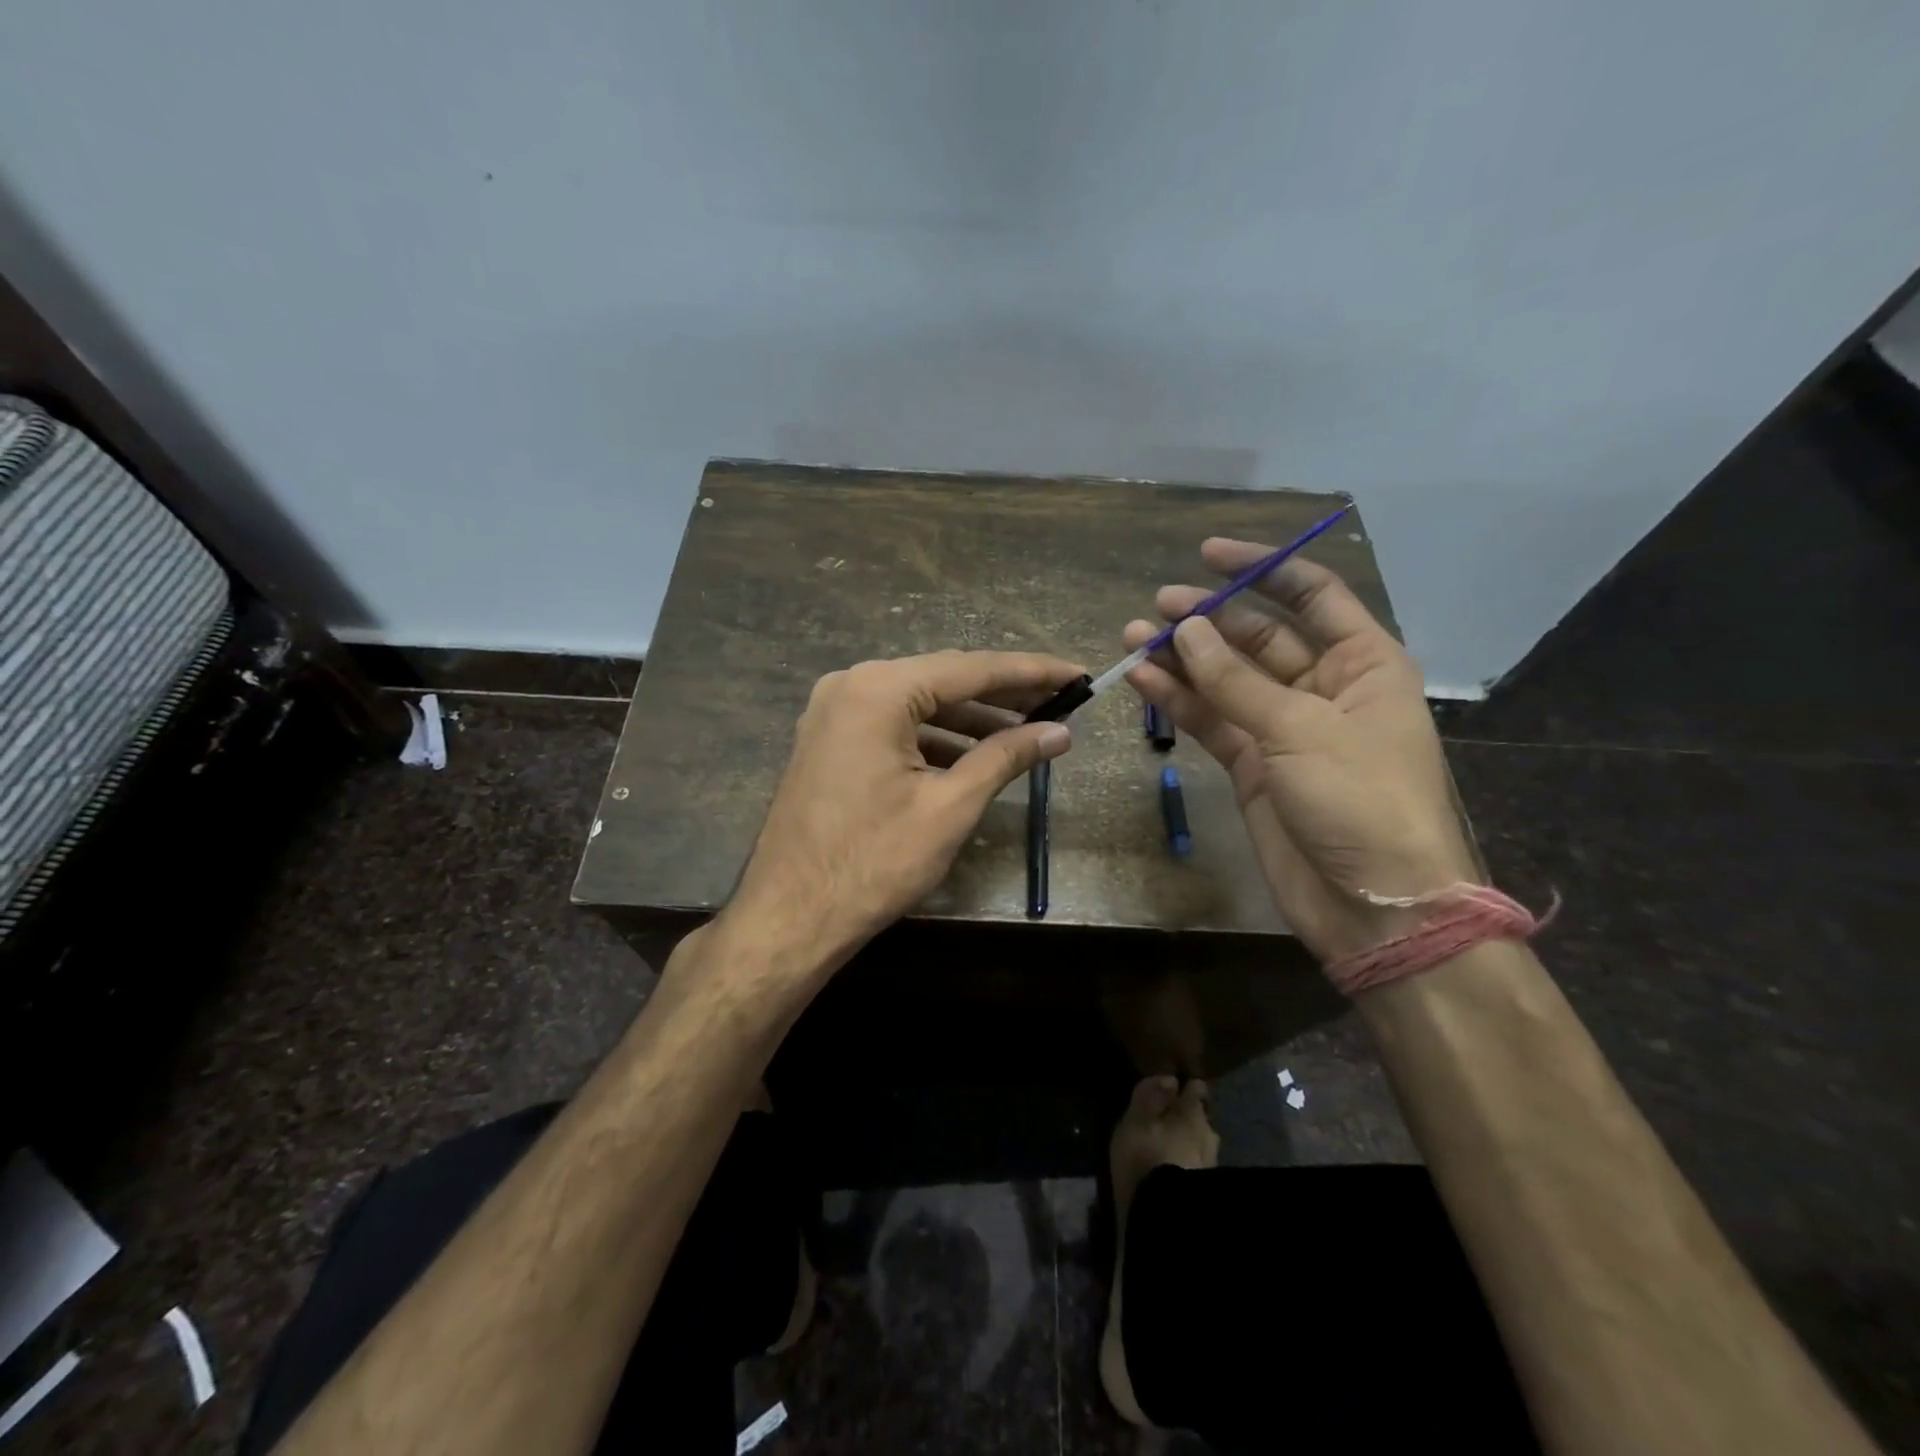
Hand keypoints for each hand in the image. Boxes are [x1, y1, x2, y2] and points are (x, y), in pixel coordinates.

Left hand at [723, 650, 1082, 976]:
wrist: (790, 917)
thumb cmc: (874, 862)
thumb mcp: (950, 807)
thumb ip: (1006, 757)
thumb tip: (1059, 732)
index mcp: (879, 690)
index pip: (971, 669)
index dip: (1030, 673)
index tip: (1077, 674)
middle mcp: (851, 685)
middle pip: (943, 680)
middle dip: (1003, 694)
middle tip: (1061, 702)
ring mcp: (834, 712)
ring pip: (918, 704)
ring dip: (971, 719)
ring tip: (1027, 731)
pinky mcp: (829, 740)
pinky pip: (894, 726)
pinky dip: (935, 738)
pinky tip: (973, 756)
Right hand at [1124, 540, 1476, 962]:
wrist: (1373, 904)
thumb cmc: (1360, 800)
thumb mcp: (1301, 729)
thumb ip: (1236, 681)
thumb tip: (1188, 629)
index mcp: (1363, 663)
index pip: (1313, 595)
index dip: (1264, 568)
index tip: (1210, 554)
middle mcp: (1324, 687)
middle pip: (1259, 637)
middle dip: (1210, 619)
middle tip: (1158, 607)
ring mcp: (1284, 727)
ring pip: (1227, 680)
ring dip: (1184, 659)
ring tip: (1134, 637)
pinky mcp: (1252, 765)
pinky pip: (1212, 720)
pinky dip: (1179, 701)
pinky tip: (1143, 679)